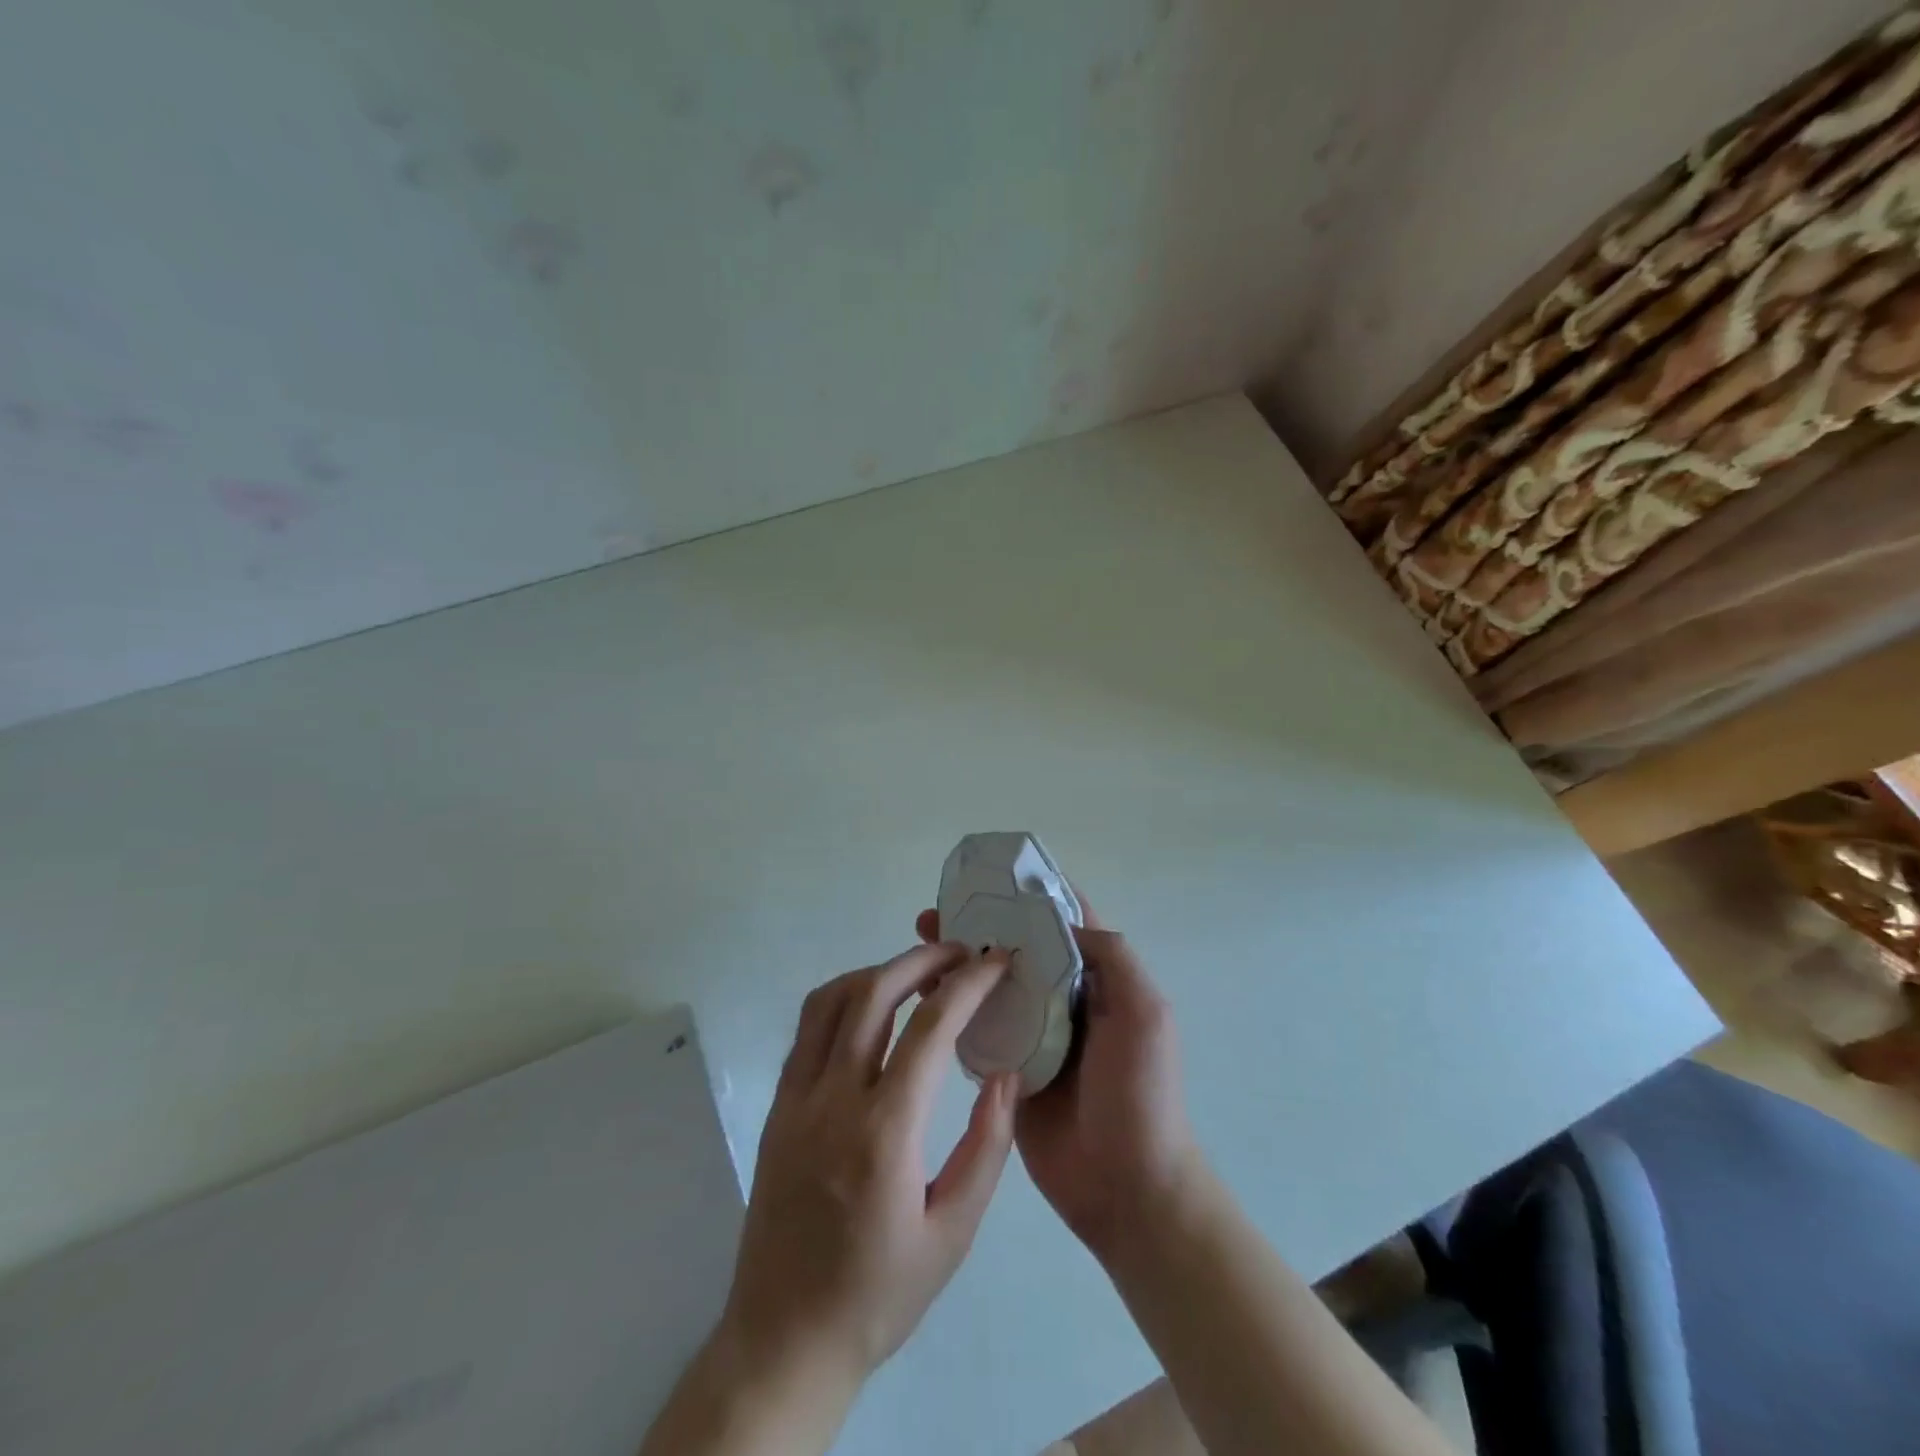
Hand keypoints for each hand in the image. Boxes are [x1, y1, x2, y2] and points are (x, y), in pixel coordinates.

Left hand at [719, 944, 1020, 1394]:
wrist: (785, 1339)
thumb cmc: (879, 1293)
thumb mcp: (953, 1233)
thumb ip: (987, 1146)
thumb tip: (1006, 1074)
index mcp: (884, 1132)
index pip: (930, 1027)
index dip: (968, 984)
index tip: (996, 962)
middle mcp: (833, 1099)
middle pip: (874, 993)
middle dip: (922, 959)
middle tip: (960, 952)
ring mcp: (796, 1098)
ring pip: (831, 999)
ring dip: (879, 971)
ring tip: (918, 973)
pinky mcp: (776, 1106)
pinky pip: (807, 1028)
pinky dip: (844, 998)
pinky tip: (871, 1009)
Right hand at [913, 901, 1201, 1265]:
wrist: (1127, 1187)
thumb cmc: (1141, 1093)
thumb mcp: (1146, 1013)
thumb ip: (1112, 957)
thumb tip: (1059, 921)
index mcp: (1099, 980)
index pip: (1067, 921)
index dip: (1036, 893)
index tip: (995, 873)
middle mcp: (1062, 998)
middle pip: (1019, 948)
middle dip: (985, 923)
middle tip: (941, 909)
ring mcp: (1031, 1034)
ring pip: (991, 984)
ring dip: (961, 960)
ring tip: (921, 937)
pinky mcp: (1005, 1068)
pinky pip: (975, 1028)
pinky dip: (950, 1006)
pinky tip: (919, 991)